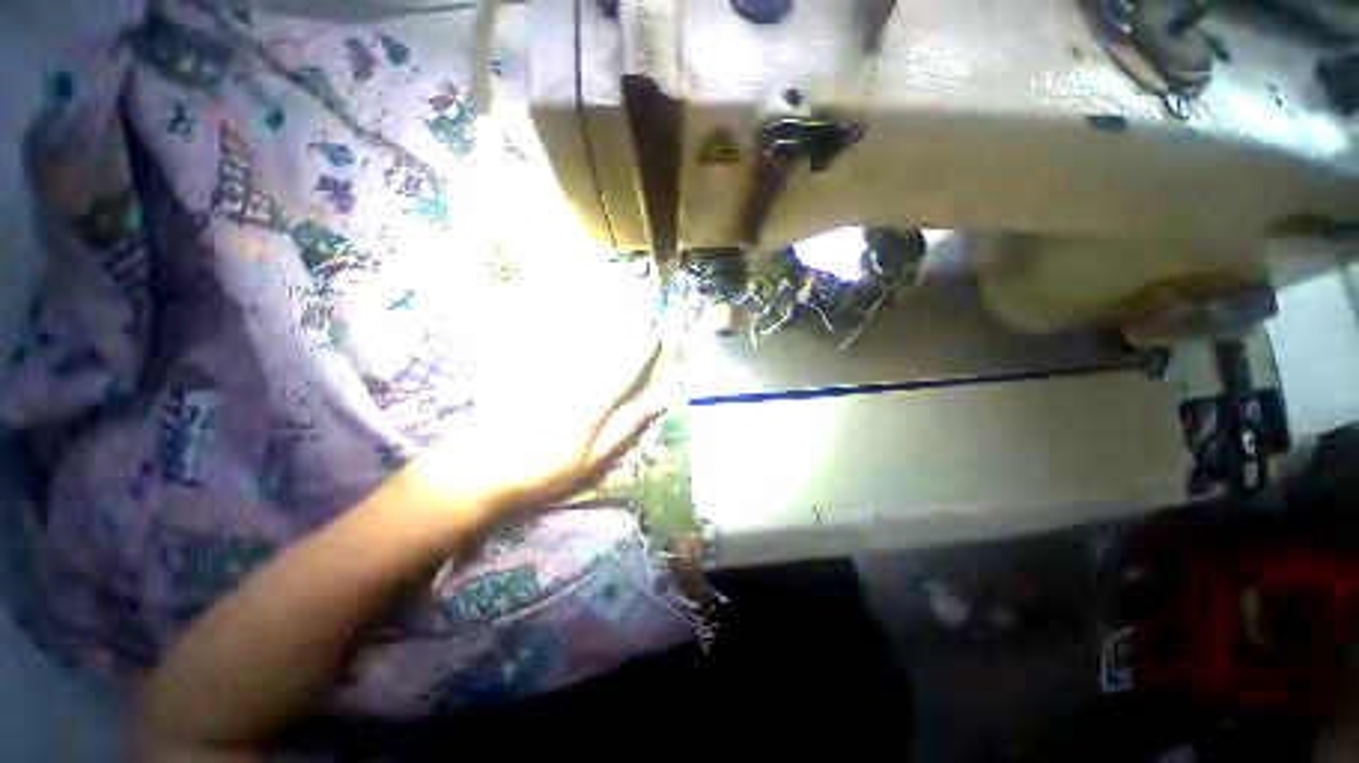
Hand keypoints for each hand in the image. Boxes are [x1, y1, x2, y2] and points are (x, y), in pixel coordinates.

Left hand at [398, 336, 665, 533]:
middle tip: (641, 312)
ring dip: (596, 322)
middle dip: (624, 329)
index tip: (656, 333)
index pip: (624, 372)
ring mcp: (544, 373)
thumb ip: (625, 428)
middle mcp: (570, 381)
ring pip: (574, 341)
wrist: (479, 472)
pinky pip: (540, 342)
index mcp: (592, 404)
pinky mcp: (520, 371)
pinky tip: (559, 313)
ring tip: (612, 306)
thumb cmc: (544, 472)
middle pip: (601, 350)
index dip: (642, 352)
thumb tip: (659, 404)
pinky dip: (553, 325)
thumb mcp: (593, 459)